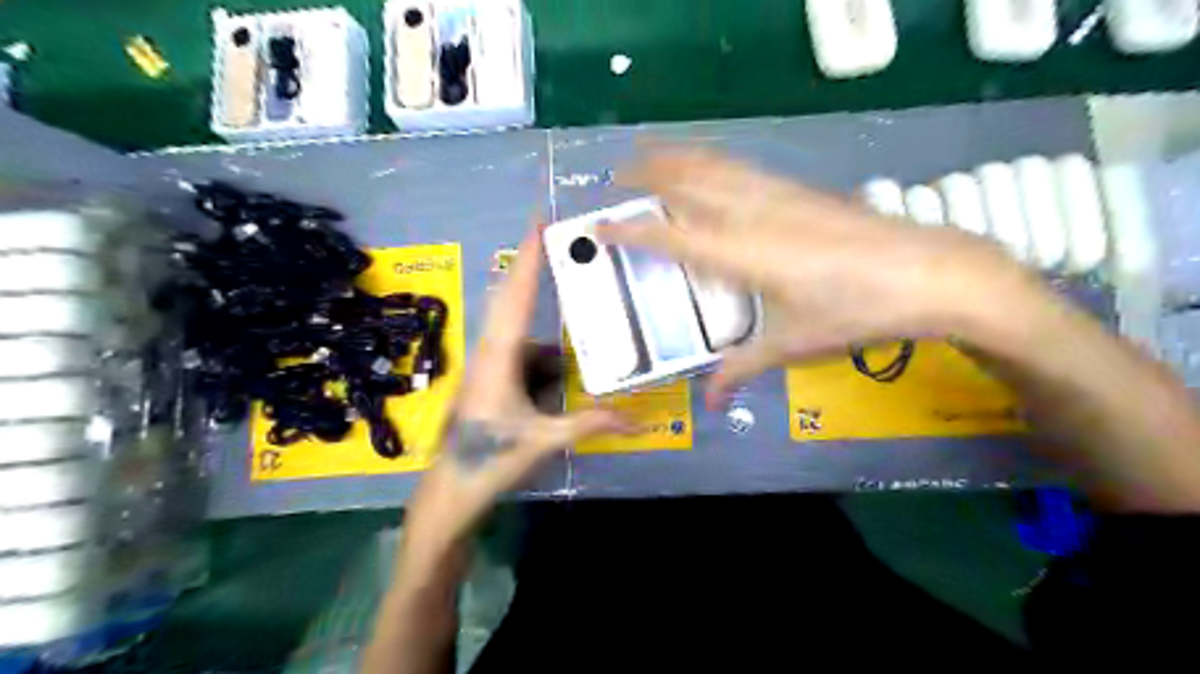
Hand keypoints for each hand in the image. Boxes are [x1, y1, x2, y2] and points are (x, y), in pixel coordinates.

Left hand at [403, 229, 629, 553]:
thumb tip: (637, 420)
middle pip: (512, 297)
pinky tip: (565, 371)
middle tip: (560, 243)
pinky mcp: (492, 379)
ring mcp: (489, 365)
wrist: (450, 492)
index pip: (517, 295)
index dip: (529, 257)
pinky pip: (524, 355)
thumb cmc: (491, 460)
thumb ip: (591, 424)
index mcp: (499, 355)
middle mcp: (491, 351)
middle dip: (533, 268)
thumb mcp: (545, 441)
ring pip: (520, 330)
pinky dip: (545, 357)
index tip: (538, 222)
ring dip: (544, 321)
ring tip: (577, 320)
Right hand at [604, 151, 1048, 408]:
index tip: (600, 225)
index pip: (672, 238)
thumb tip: (709, 402)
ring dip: (676, 158)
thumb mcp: (793, 345)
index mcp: (742, 256)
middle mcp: (752, 216)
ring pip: (714, 166)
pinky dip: (712, 160)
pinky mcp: (799, 190)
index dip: (631, 231)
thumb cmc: (855, 313)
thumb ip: (742, 369)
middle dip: (647, 174)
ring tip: (649, 155)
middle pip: (688, 183)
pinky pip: (741, 168)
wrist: (929, 273)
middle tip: (615, 175)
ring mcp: (778, 195)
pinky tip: (709, 164)